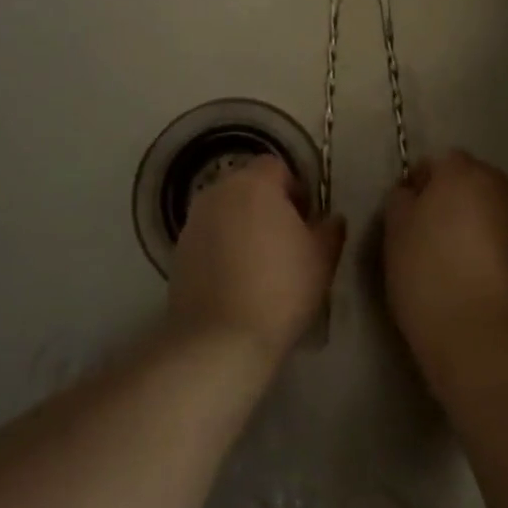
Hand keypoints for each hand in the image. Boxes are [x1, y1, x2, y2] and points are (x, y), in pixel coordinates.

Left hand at [168, 155, 345, 363]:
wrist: (220, 340)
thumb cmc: (280, 289)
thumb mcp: (322, 258)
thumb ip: (330, 229)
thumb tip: (330, 218)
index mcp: (254, 183)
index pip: (276, 167)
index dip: (295, 189)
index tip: (305, 221)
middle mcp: (219, 192)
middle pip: (247, 186)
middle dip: (266, 206)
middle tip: (285, 241)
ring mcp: (193, 221)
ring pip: (225, 211)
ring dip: (242, 226)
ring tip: (259, 264)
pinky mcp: (177, 252)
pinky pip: (208, 238)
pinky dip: (221, 249)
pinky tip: (235, 282)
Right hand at [384, 150, 507, 388]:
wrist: (480, 337)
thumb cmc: (427, 274)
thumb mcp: (395, 232)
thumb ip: (401, 200)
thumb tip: (412, 193)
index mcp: (462, 172)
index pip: (438, 161)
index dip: (420, 184)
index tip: (405, 213)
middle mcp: (497, 186)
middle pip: (468, 180)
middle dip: (449, 197)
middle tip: (425, 233)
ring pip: (487, 208)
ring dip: (470, 221)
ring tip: (448, 257)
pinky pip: (500, 237)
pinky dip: (486, 247)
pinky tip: (470, 276)